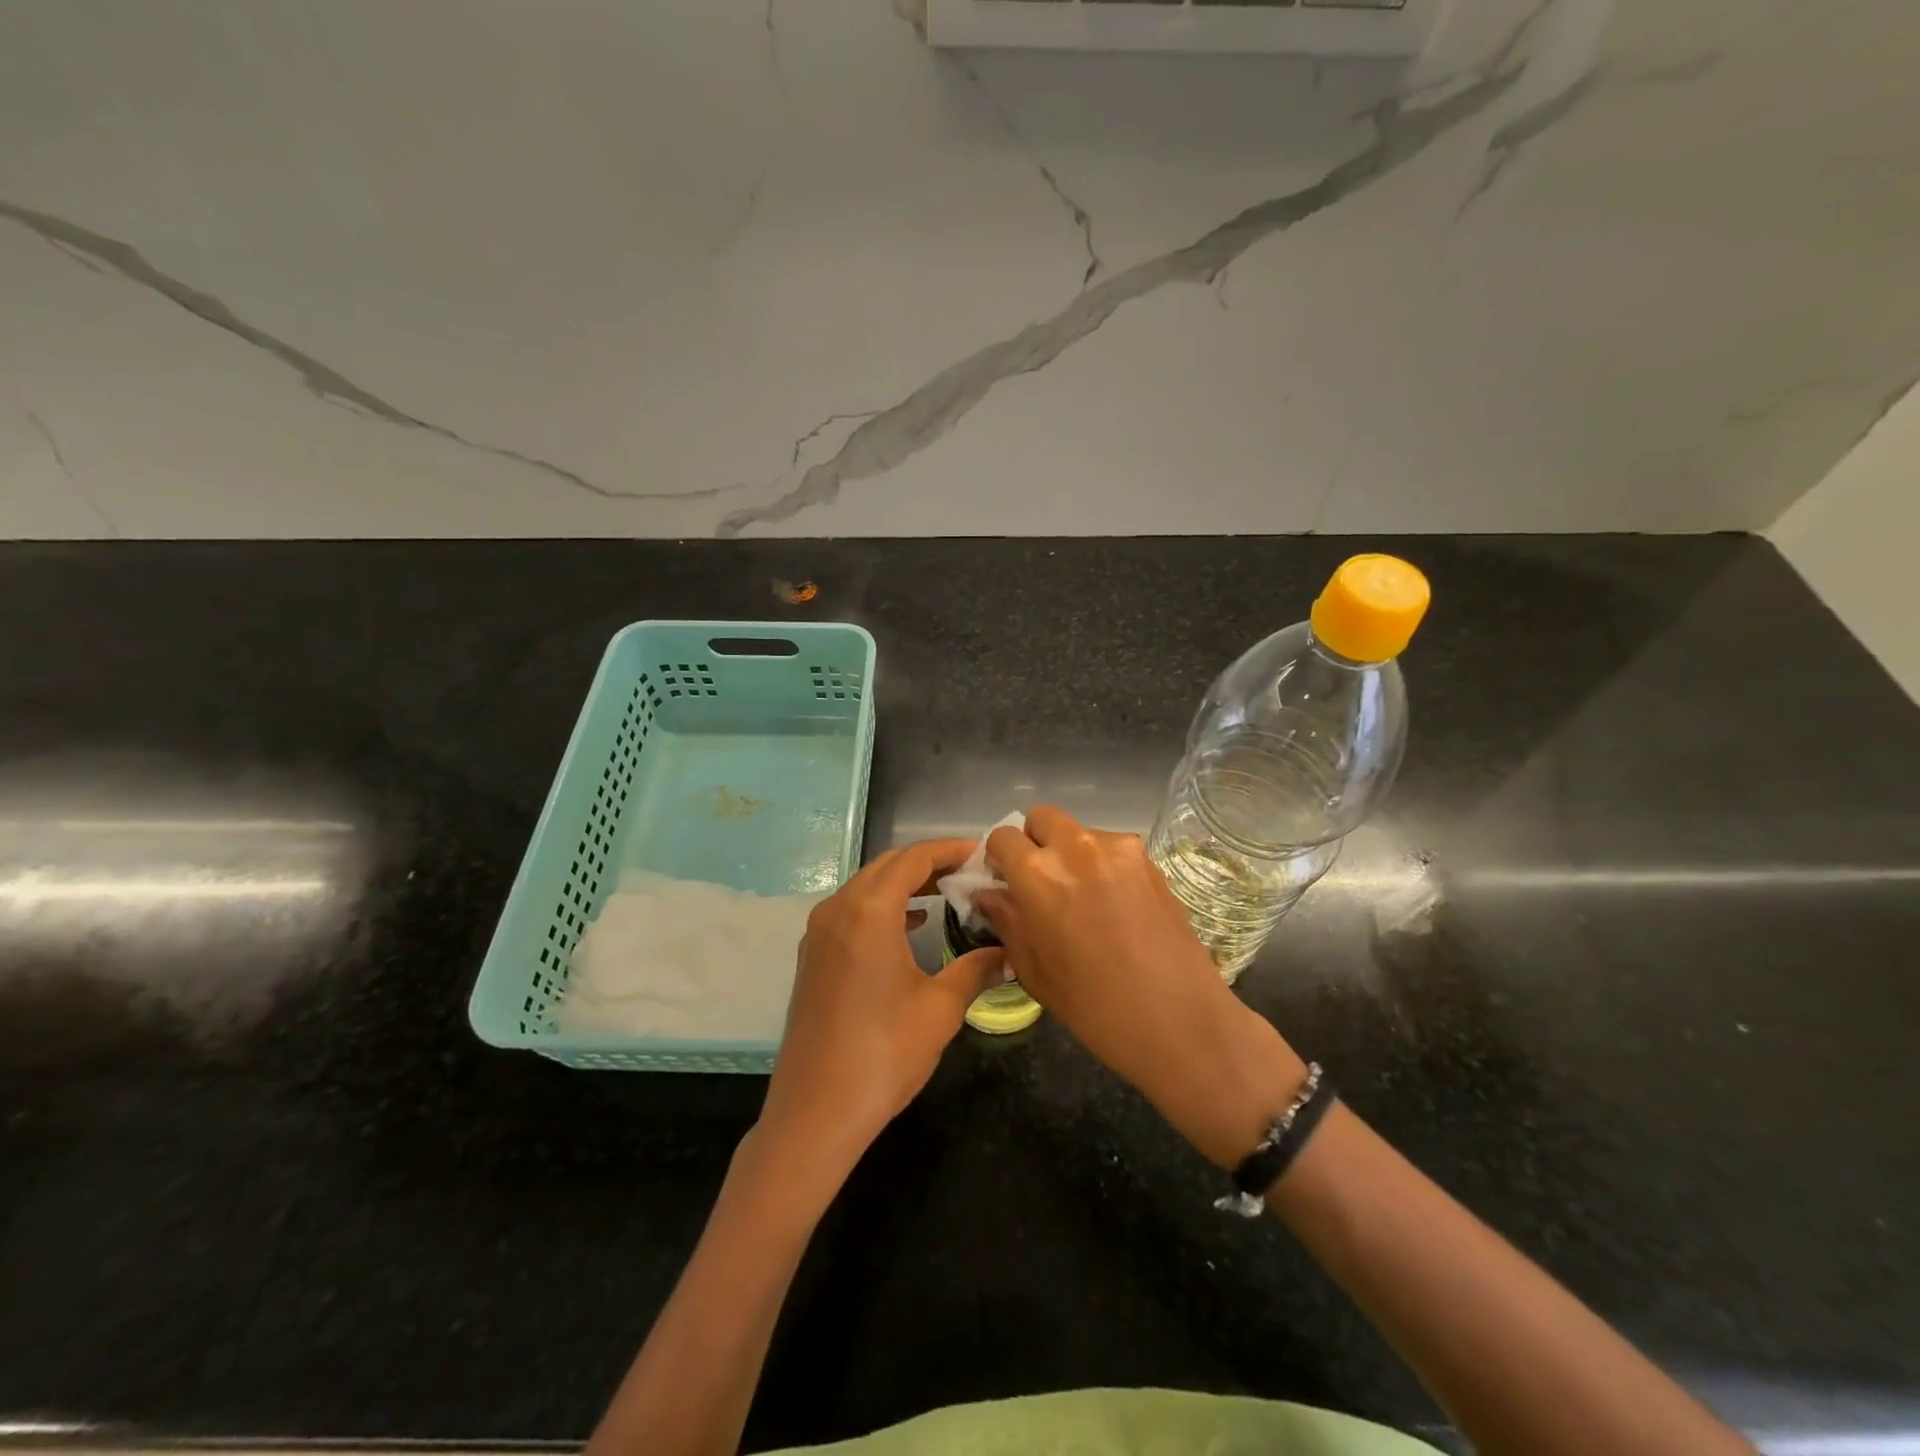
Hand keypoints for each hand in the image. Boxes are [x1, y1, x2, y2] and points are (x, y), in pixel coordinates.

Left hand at [758, 839, 1004, 1186]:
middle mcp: (837, 910)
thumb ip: (976, 970)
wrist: (815, 1112)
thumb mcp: (940, 1010)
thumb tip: (1008, 953)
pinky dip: (881, 906)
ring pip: (865, 887)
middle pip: (885, 867)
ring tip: (944, 893)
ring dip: (902, 884)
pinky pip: (850, 911)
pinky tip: (909, 925)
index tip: (979, 850)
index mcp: (868, 912)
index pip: (912, 860)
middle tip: (967, 871)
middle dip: (926, 863)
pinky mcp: (812, 957)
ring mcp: (818, 933)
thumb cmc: (884, 1054)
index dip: (947, 850)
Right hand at [976, 806, 1306, 1168]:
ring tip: (1084, 900)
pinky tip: (1115, 907)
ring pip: (1080, 832)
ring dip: (1071, 854)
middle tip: (1040, 882)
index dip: (998, 858)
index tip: (1003, 881)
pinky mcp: (1151, 861)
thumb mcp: (1034, 969)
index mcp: (1039, 873)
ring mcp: (1120, 849)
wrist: (1179, 1020)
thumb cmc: (1093, 1006)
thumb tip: (987, 893)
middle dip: (1034, 842)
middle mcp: (1077, 847)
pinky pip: (1113, 849)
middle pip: (1042, 818)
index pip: (1003, 837)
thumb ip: (1006, 920)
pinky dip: (1103, 866)